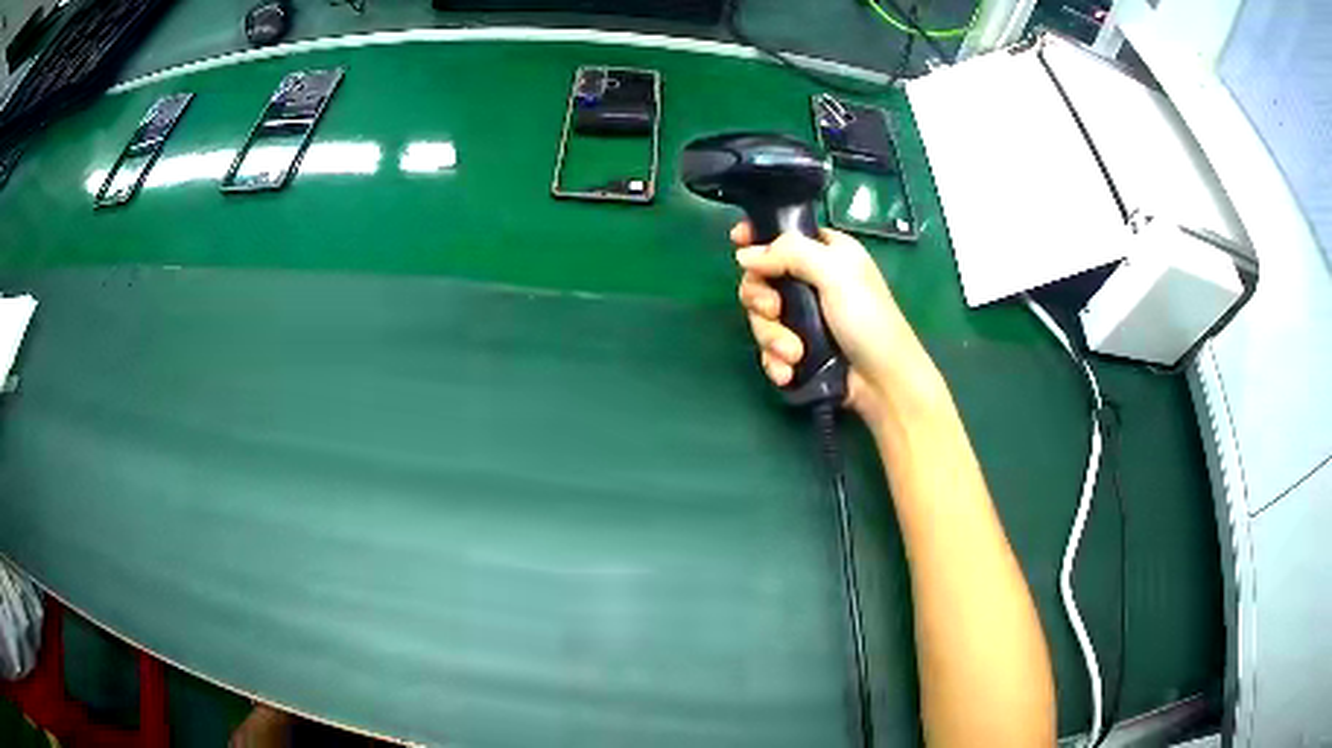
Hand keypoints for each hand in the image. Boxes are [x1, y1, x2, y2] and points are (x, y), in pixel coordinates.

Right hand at [731, 223, 943, 425]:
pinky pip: (768, 348)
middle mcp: (811, 280)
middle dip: (761, 299)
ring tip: (794, 354)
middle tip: (774, 310)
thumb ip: (791, 253)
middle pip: (761, 278)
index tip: (738, 243)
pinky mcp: (797, 349)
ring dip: (772, 337)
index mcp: (825, 253)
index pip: (783, 234)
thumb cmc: (868, 320)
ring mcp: (802, 317)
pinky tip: (788, 371)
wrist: (883, 382)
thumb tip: (744, 254)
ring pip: (761, 317)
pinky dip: (774, 360)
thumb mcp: (836, 273)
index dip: (758, 237)